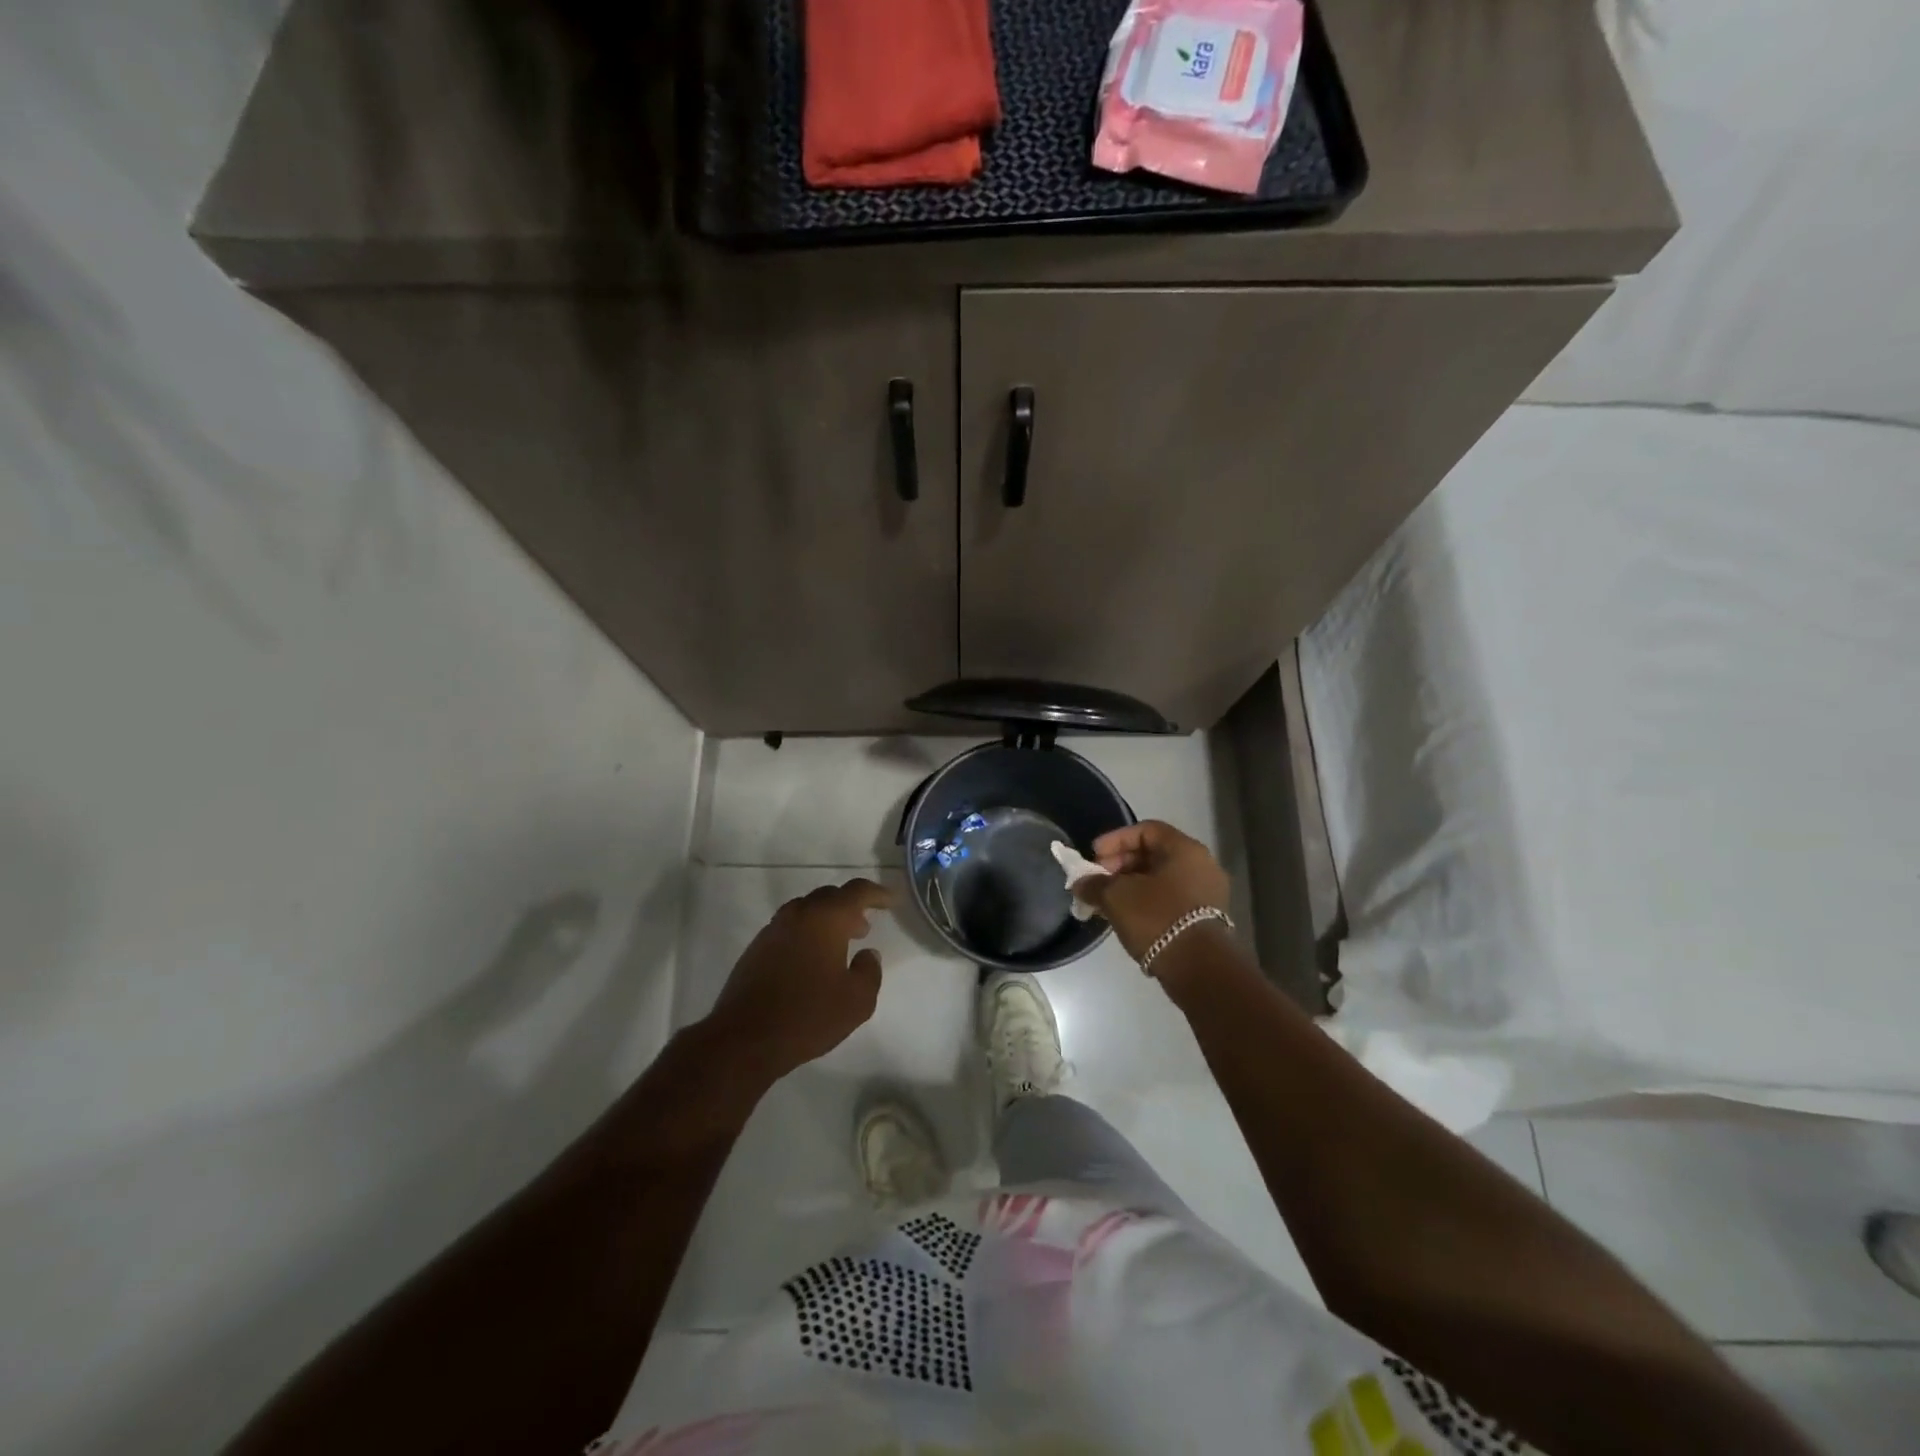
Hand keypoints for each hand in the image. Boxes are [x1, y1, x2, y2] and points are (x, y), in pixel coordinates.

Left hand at [705, 878, 891, 1081]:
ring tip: (838, 944)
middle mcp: (798, 915)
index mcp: (825, 918)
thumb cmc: (808, 1015)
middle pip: (828, 896)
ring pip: (805, 910)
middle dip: (849, 907)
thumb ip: (870, 971)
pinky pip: (789, 928)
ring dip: (826, 920)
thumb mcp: (857, 1001)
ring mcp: (773, 930)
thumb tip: (868, 954)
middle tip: (863, 928)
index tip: (890, 901)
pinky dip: (806, 934)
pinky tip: (810, 962)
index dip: (876, 894)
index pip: (856, 891)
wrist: (744, 1038)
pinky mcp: (756, 949)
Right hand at [1072, 821, 1230, 965]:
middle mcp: (1202, 865)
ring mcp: (1208, 893)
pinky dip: (1146, 902)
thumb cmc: (1157, 918)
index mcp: (1185, 849)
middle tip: (1097, 880)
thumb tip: (1080, 883)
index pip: (1146, 830)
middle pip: (1154, 854)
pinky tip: (1126, 917)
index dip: (1115, 839)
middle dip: (1120, 864)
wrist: (1198, 968)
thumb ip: (1094, 884)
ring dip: (1131, 886)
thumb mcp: (1116, 896)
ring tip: (1106, 901)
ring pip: (1161, 879)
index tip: (1094, 855)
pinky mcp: (1206, 919)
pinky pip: (1170, 899)